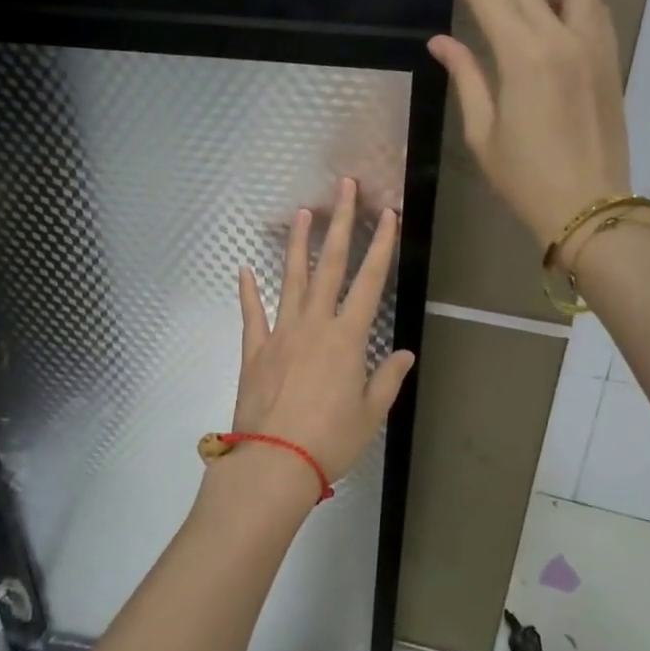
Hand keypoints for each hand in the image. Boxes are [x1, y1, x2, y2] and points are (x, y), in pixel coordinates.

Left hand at [228, 178, 416, 487]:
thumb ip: (388, 379)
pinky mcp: (255, 350)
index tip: (387, 214)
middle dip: (341, 223)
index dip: (381, 245)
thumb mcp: (371, 414)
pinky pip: (252, 314)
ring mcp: (281, 333)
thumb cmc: (330, 441)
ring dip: (297, 244)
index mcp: (347, 338)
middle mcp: (314, 324)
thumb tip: (406, 353)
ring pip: (290, 279)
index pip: (370, 281)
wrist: (274, 462)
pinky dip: (248, 291)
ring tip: (302, 212)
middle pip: (330, 265)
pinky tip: (243, 269)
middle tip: (344, 188)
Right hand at [427, 0, 632, 251]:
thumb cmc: (527, 179)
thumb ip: (466, 77)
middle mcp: (564, 38)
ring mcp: (594, 46)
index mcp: (526, 57)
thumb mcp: (483, 133)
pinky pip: (593, 5)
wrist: (590, 208)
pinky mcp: (610, 59)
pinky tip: (548, 0)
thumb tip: (441, 42)